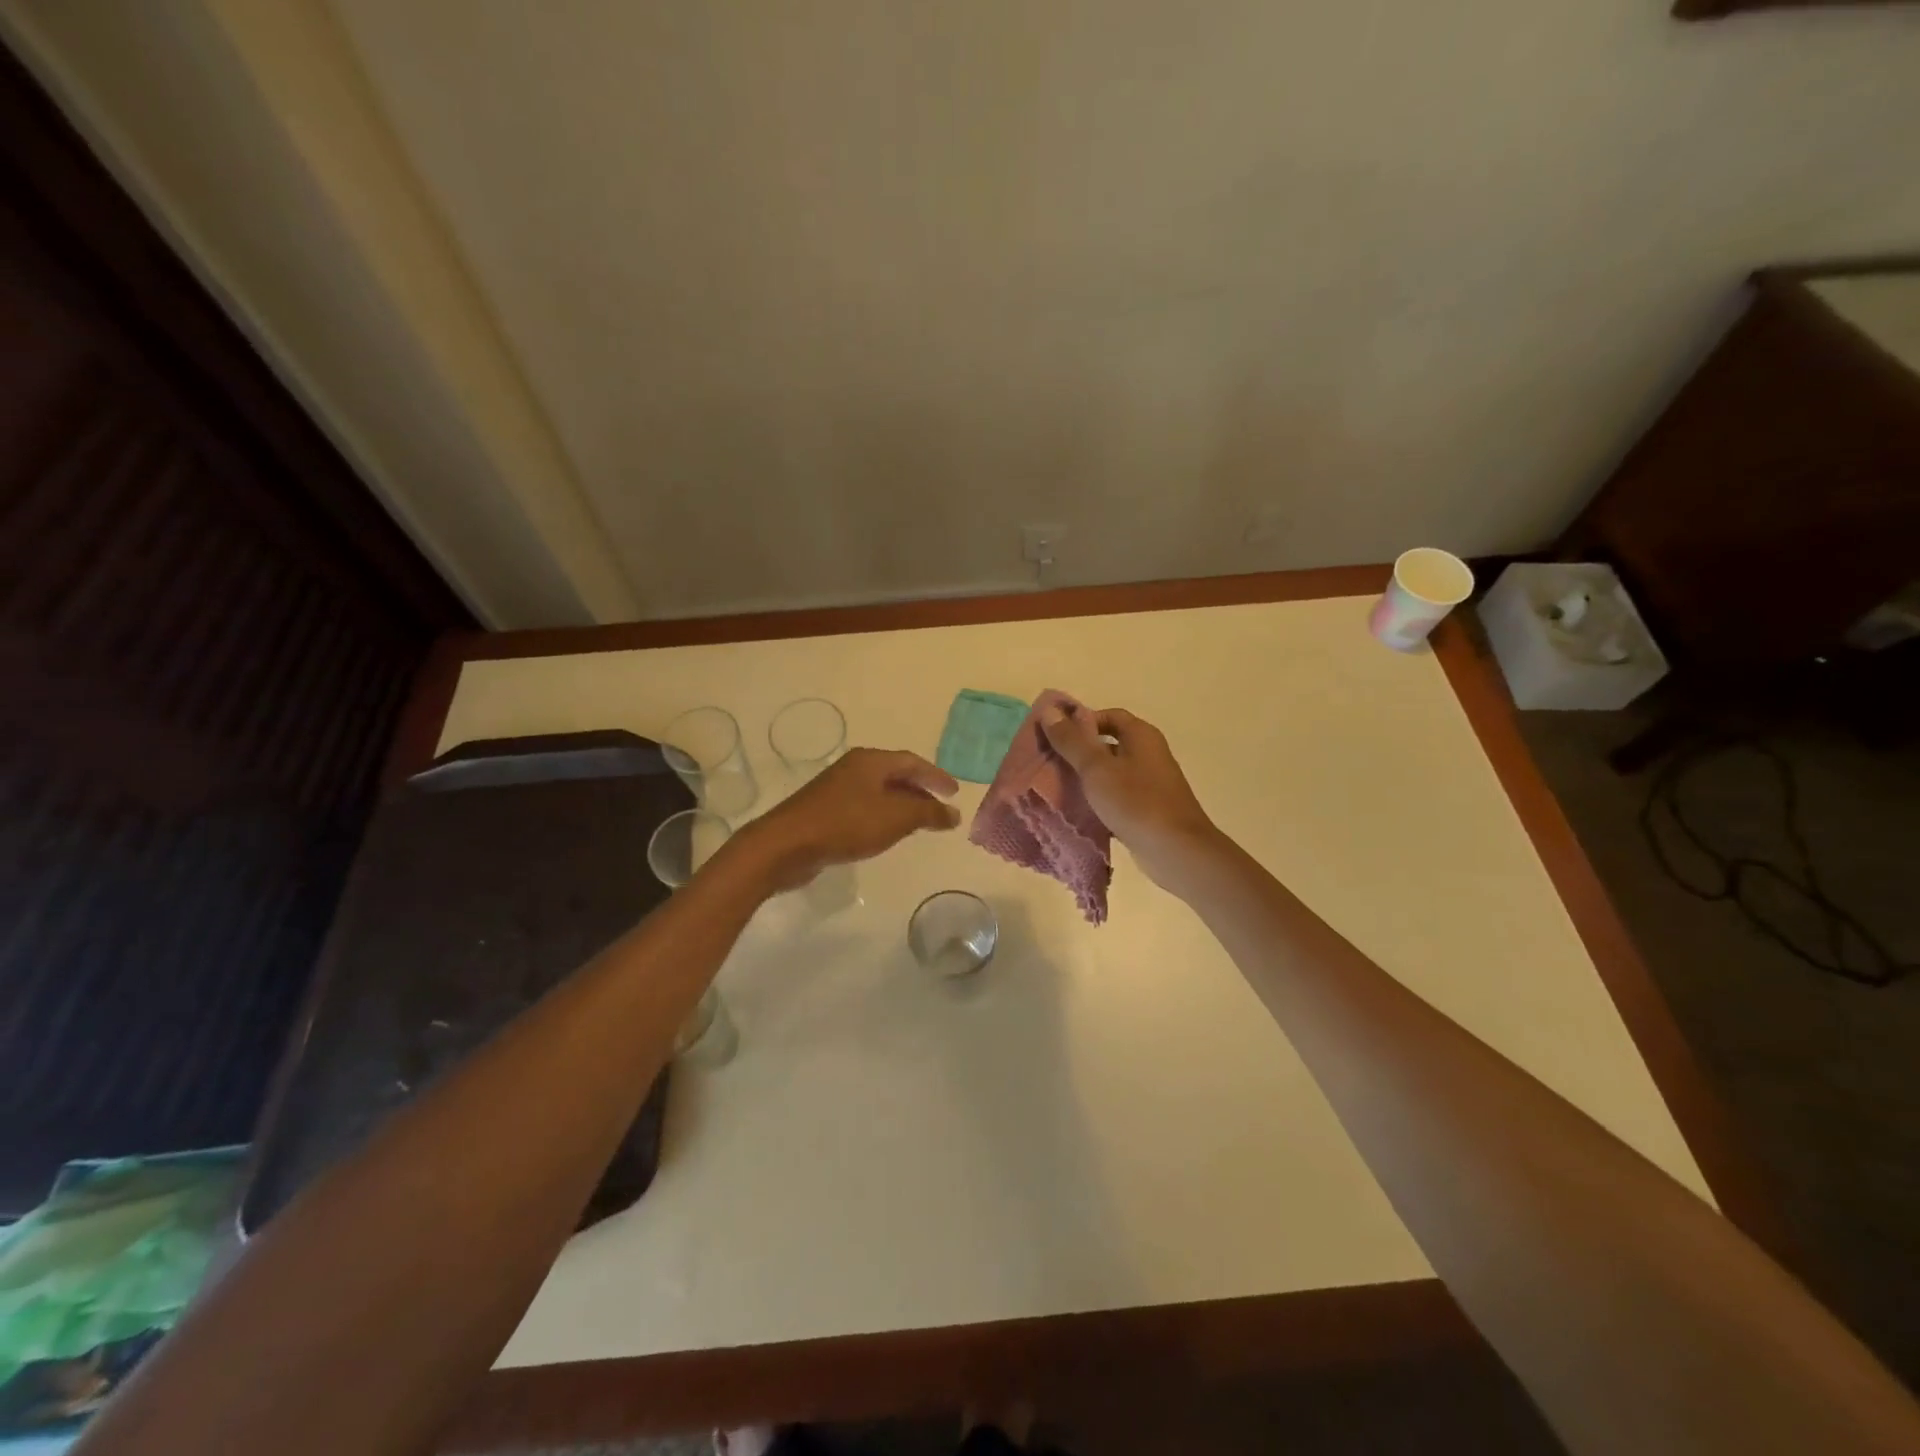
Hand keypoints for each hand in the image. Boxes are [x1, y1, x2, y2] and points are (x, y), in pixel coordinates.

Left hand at [737, 748, 960, 892]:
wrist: (786, 845)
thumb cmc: (846, 824)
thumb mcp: (895, 817)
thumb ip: (928, 814)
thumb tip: (954, 813)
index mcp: (871, 761)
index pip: (912, 762)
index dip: (936, 776)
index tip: (955, 792)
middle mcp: (854, 768)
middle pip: (895, 774)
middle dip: (920, 791)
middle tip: (940, 808)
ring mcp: (837, 789)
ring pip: (879, 792)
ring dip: (902, 805)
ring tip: (920, 824)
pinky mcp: (826, 811)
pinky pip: (864, 808)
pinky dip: (883, 816)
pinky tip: (887, 834)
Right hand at [1039, 704, 1222, 895]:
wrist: (1176, 851)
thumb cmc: (1136, 802)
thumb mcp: (1096, 768)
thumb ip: (1071, 740)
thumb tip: (1049, 711)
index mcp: (1141, 735)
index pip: (1108, 715)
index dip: (1080, 721)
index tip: (1054, 736)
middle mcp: (1149, 753)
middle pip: (1108, 743)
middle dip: (1079, 750)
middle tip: (1049, 761)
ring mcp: (1150, 782)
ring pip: (1111, 771)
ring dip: (1087, 777)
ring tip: (1057, 785)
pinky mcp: (1147, 808)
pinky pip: (1118, 795)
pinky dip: (1099, 799)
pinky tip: (1078, 810)